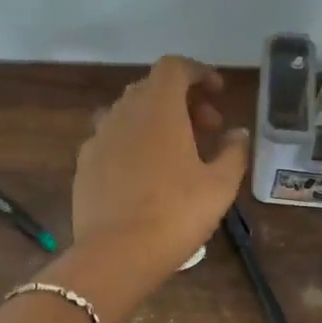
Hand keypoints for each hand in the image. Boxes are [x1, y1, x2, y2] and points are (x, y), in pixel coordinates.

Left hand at [73, 56, 249, 271]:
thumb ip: (233, 152)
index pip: (174, 67)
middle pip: (152, 88)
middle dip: (183, 100)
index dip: (199, 72)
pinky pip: (112, 139)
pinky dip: (133, 143)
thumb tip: (237, 135)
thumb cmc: (176, 213)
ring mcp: (98, 137)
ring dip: (156, 121)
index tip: (218, 93)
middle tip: (208, 128)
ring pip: (129, 113)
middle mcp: (123, 112)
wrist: (116, 254)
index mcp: (158, 108)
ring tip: (178, 151)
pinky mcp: (84, 164)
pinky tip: (145, 174)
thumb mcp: (220, 185)